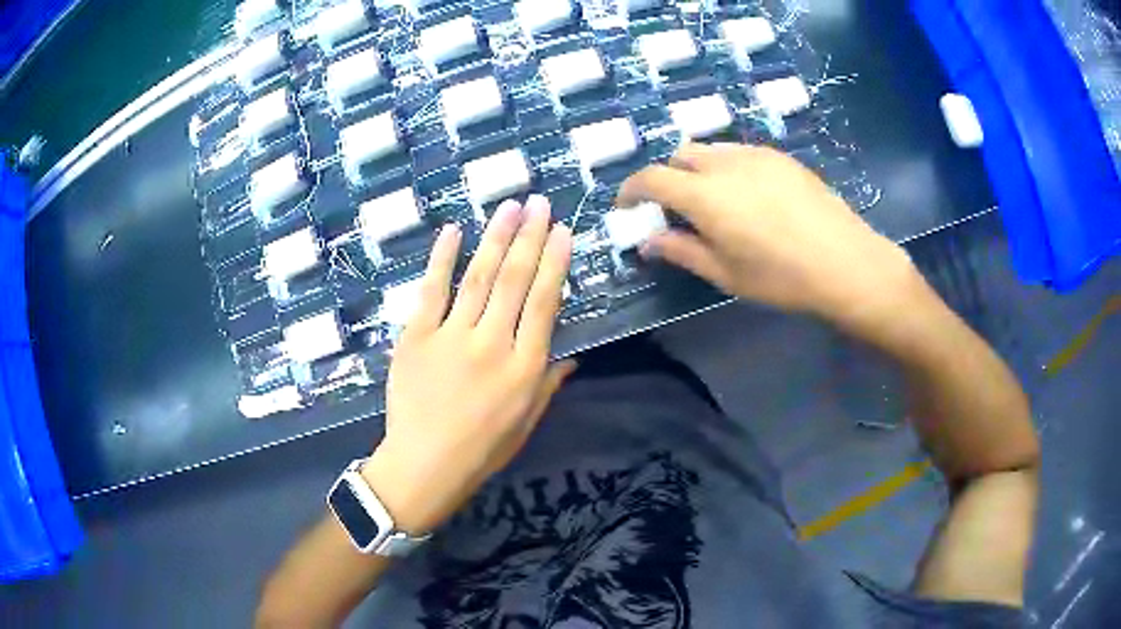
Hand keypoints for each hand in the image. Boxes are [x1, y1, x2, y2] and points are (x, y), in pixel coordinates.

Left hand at [362, 195, 574, 535]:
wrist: (423, 465)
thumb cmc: (482, 450)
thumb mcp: (527, 423)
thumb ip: (549, 384)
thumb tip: (571, 355)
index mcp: (525, 368)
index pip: (544, 303)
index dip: (556, 263)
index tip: (564, 231)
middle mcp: (492, 344)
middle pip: (514, 280)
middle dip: (530, 236)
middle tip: (540, 203)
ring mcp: (451, 337)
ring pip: (478, 277)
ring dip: (496, 237)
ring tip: (510, 207)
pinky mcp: (416, 336)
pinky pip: (432, 290)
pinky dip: (442, 259)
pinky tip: (454, 230)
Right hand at [618, 143, 921, 333]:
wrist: (844, 261)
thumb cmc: (781, 277)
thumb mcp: (725, 273)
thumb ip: (681, 251)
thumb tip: (648, 241)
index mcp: (704, 195)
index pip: (652, 177)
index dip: (631, 189)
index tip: (627, 206)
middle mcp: (725, 163)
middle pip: (680, 154)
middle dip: (667, 176)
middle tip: (674, 208)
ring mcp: (756, 155)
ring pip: (711, 150)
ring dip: (697, 169)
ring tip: (712, 201)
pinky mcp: (780, 157)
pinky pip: (740, 152)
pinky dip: (727, 167)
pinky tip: (747, 195)